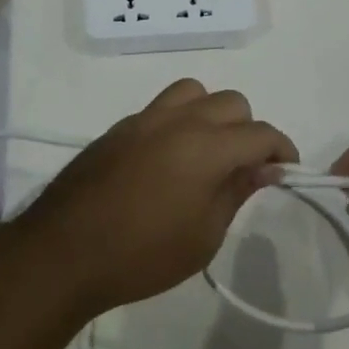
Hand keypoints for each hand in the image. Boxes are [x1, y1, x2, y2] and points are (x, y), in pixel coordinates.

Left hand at [5, 80, 298, 318]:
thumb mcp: (204, 236)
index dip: (282, 150)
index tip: (285, 172)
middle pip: (231, 103)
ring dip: (211, 115)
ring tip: (206, 152)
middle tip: (244, 168)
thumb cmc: (142, 256)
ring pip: (193, 92)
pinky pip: (161, 108)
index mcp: (206, 147)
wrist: (63, 254)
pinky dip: (178, 121)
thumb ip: (237, 192)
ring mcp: (143, 120)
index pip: (260, 133)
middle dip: (248, 131)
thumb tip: (265, 168)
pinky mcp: (117, 128)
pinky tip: (168, 160)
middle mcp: (177, 121)